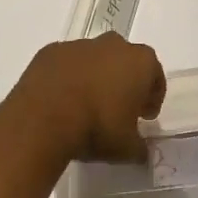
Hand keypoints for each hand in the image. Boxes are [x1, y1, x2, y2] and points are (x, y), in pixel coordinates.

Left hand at [0, 34, 165, 164]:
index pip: (154, 75)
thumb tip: (141, 152)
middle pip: (124, 60)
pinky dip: (67, 77)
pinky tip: (60, 100)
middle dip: (124, 81)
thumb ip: (139, 148)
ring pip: (94, 60)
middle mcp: (112, 45)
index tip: (144, 116)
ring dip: (94, 77)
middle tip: (117, 108)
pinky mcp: (50, 51)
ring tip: (85, 106)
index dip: (151, 96)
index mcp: (139, 62)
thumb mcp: (126, 148)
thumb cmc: (97, 127)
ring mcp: (78, 45)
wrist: (43, 119)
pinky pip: (66, 64)